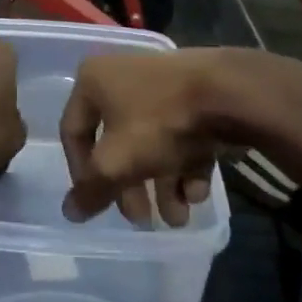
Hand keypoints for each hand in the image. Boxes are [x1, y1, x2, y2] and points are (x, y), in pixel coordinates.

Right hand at [59, 49, 301, 226]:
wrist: (231, 94)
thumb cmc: (159, 122)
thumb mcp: (116, 163)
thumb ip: (91, 190)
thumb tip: (70, 213)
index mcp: (94, 81)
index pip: (74, 133)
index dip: (81, 175)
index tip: (97, 202)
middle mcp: (125, 80)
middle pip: (118, 145)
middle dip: (132, 189)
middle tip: (143, 221)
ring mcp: (165, 89)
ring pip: (154, 146)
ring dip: (164, 188)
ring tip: (179, 220)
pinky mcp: (198, 99)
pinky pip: (183, 138)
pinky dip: (187, 168)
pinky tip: (197, 195)